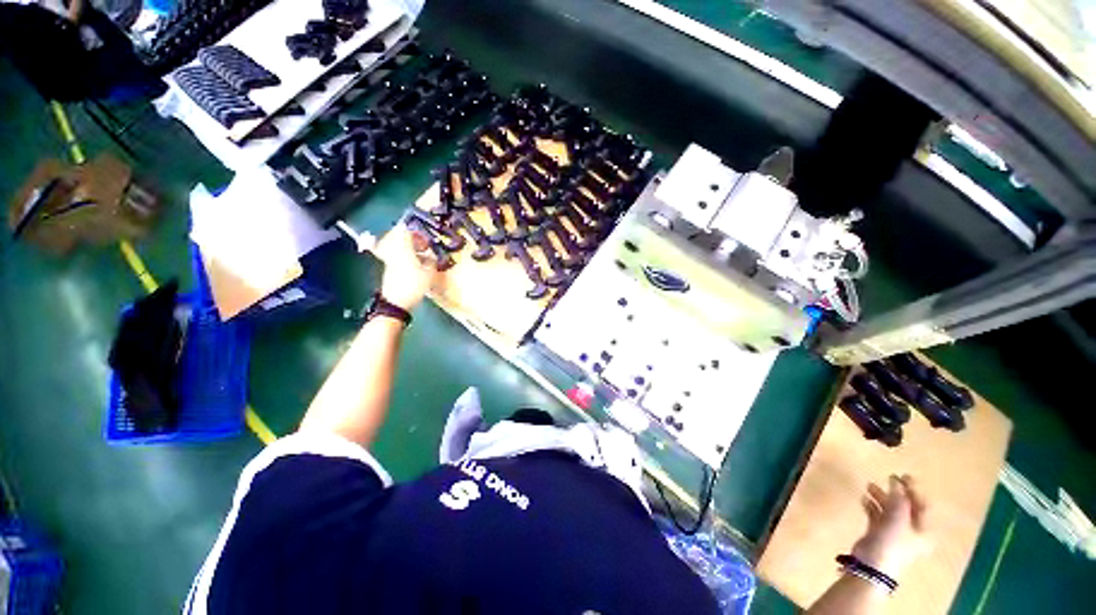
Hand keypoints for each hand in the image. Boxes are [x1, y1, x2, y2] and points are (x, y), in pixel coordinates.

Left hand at [376, 223, 439, 311]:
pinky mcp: (388, 268)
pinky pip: (395, 255)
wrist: (396, 302)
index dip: (416, 233)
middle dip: (410, 238)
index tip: (426, 240)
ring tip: (419, 254)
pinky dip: (404, 256)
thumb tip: (432, 257)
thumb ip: (431, 262)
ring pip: (395, 246)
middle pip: (397, 237)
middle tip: (422, 245)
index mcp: (403, 250)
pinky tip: (414, 264)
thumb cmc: (414, 286)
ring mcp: (389, 260)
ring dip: (407, 247)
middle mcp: (393, 251)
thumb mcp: (429, 274)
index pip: (405, 232)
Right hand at [851, 474, 929, 580]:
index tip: (903, 475)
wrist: (872, 565)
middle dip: (895, 492)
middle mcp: (912, 530)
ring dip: (881, 497)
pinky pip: (877, 515)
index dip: (914, 489)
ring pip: (890, 510)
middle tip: (886, 477)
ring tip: (869, 485)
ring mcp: (895, 532)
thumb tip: (896, 481)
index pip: (922, 504)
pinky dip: (872, 506)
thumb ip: (898, 498)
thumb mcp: (898, 518)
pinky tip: (864, 499)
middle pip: (906, 506)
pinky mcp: (879, 533)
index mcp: (924, 529)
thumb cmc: (892, 541)